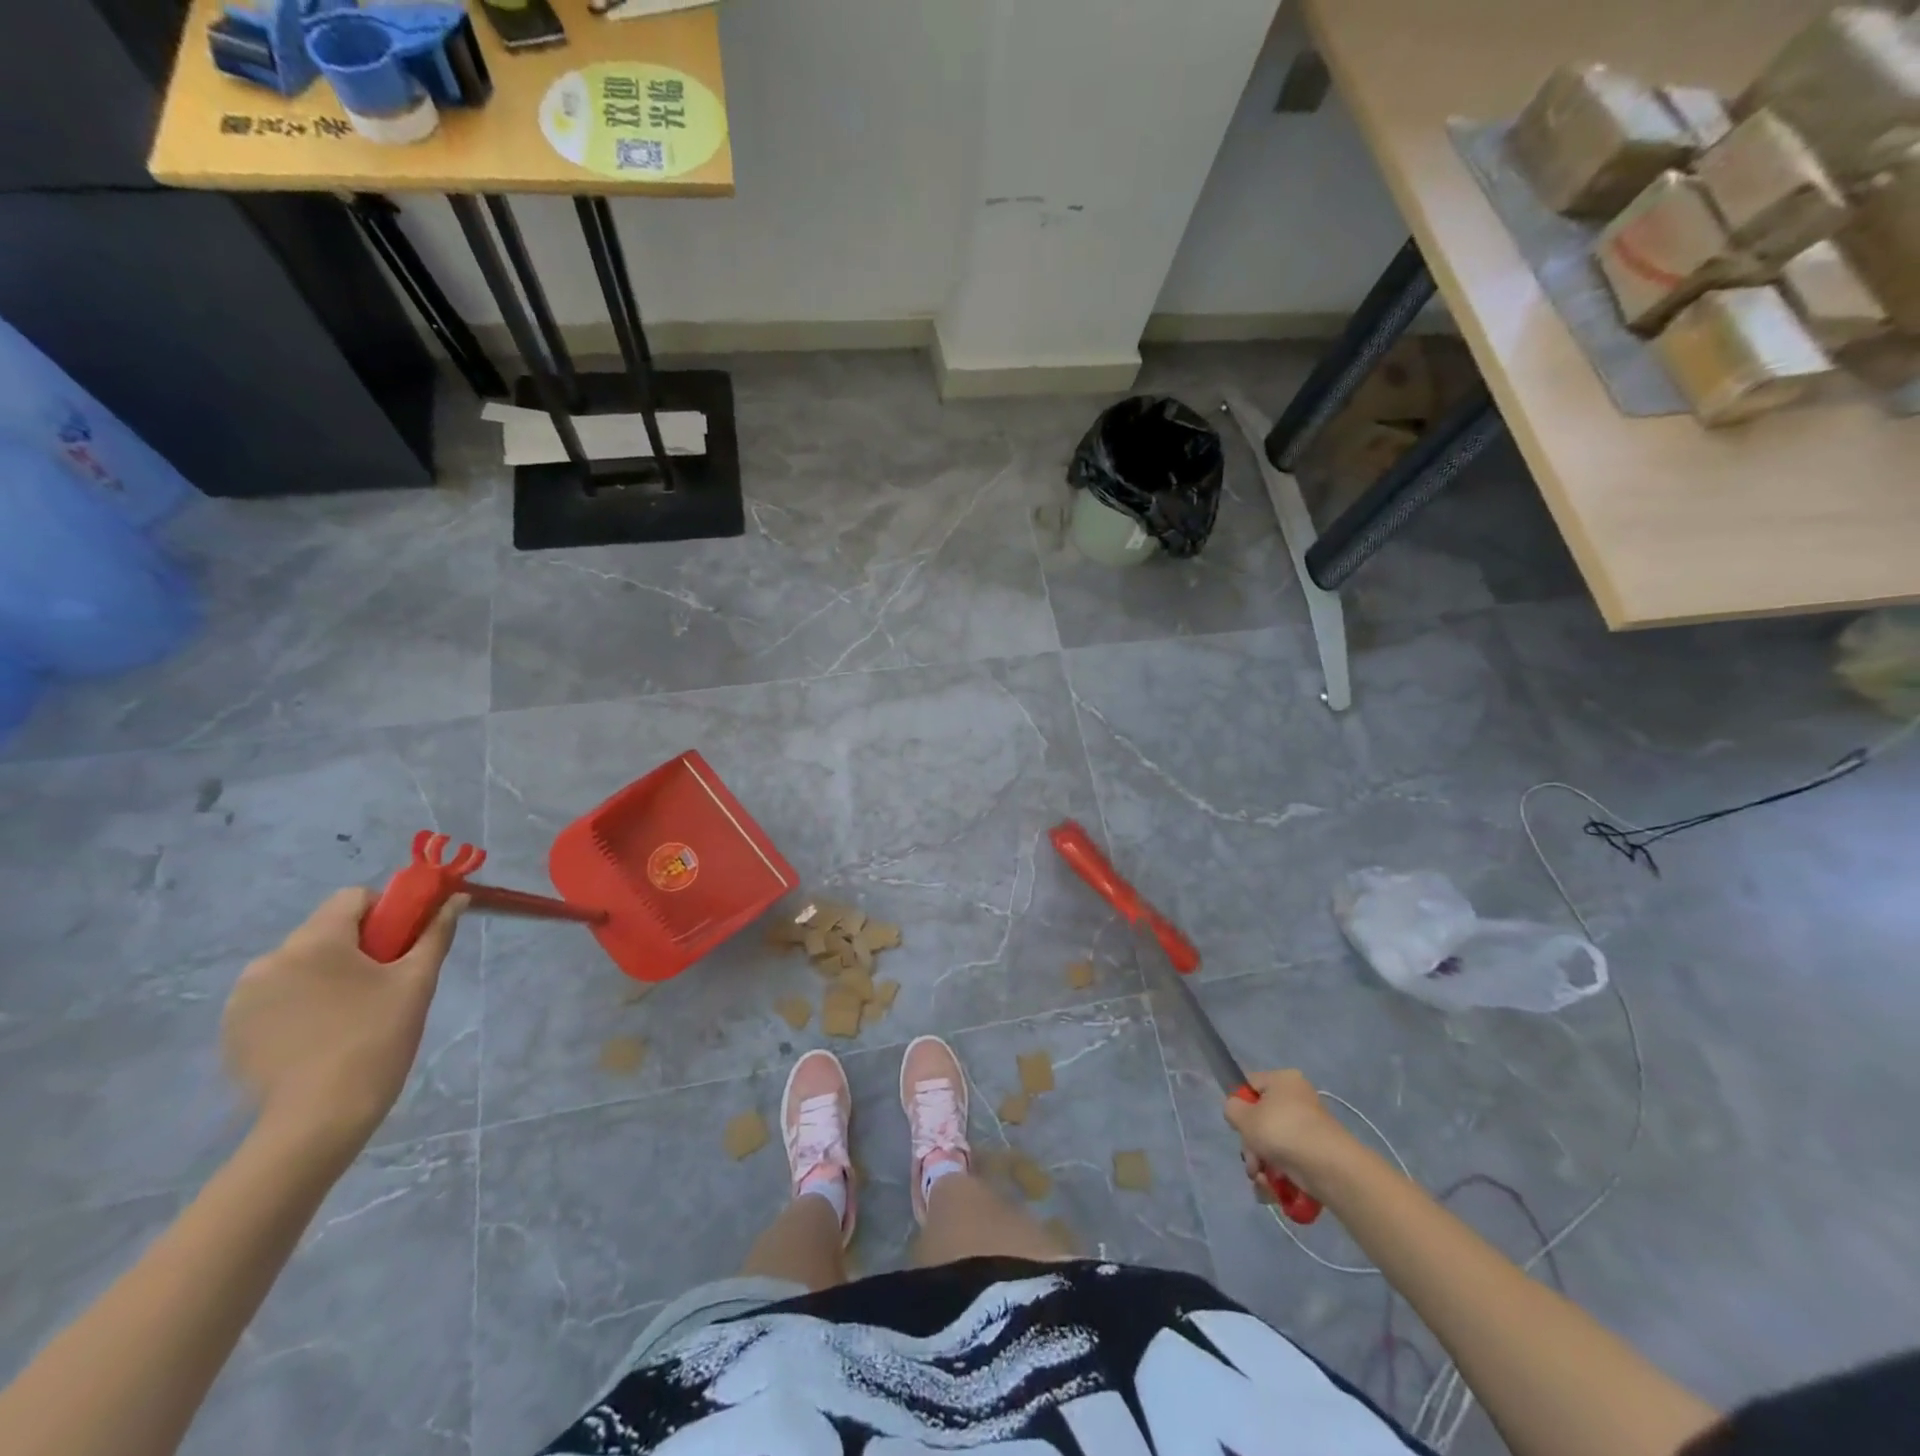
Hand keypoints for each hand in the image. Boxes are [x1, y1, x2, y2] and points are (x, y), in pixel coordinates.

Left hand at [221, 888, 463, 1159]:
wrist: (318, 1118)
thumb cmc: (377, 1038)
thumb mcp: (417, 981)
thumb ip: (435, 933)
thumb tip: (456, 898)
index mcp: (315, 941)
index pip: (353, 898)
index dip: (386, 912)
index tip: (402, 945)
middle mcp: (270, 960)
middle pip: (324, 931)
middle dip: (357, 947)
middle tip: (383, 985)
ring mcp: (243, 997)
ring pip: (299, 965)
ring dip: (326, 975)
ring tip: (350, 1015)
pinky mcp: (232, 1029)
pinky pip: (276, 996)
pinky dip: (300, 1004)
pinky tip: (320, 1036)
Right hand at [1221, 1069, 1358, 1198]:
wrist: (1330, 1168)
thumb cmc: (1283, 1131)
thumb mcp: (1244, 1116)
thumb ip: (1232, 1109)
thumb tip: (1238, 1112)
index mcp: (1283, 1080)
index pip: (1250, 1086)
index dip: (1240, 1106)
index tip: (1239, 1127)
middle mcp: (1298, 1100)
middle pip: (1261, 1119)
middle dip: (1251, 1145)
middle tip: (1252, 1161)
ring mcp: (1309, 1129)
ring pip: (1273, 1144)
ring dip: (1262, 1165)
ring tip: (1263, 1181)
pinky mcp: (1317, 1155)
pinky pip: (1290, 1161)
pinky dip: (1279, 1176)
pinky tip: (1274, 1189)